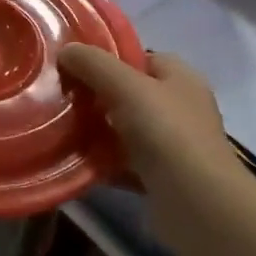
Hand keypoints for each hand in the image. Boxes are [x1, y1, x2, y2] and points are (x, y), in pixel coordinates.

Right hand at [56, 46, 227, 181]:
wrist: (197, 205)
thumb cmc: (167, 132)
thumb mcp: (126, 86)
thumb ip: (94, 64)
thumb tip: (66, 50)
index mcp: (180, 78)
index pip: (140, 57)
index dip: (107, 58)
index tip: (72, 65)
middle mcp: (179, 107)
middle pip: (129, 93)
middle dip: (96, 95)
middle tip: (60, 96)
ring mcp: (172, 145)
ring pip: (123, 129)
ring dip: (95, 130)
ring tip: (59, 127)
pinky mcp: (160, 178)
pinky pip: (123, 162)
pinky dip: (102, 162)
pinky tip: (74, 160)